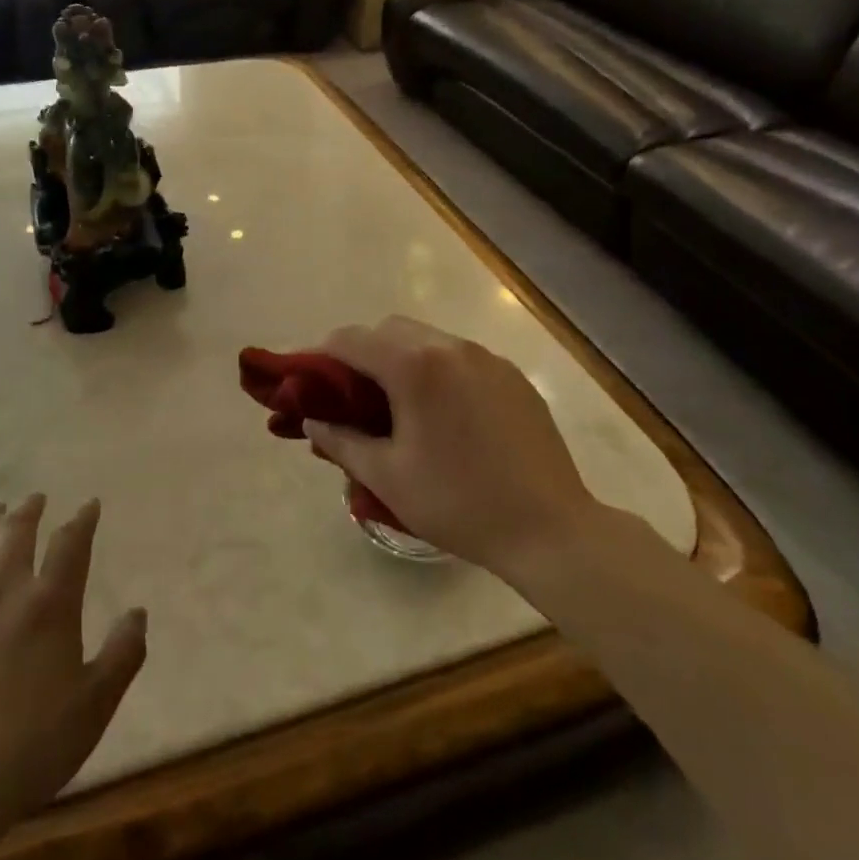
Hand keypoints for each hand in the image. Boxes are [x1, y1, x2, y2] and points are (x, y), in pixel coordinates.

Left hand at [0, 495, 146, 843]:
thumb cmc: (31, 747)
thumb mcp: (95, 705)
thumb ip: (123, 653)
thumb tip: (138, 612)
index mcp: (50, 604)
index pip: (71, 545)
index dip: (82, 520)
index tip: (89, 505)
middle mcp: (5, 591)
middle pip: (18, 533)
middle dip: (30, 510)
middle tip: (36, 497)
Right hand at [306, 316, 597, 578]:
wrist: (550, 529)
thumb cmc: (458, 503)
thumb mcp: (386, 476)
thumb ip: (340, 440)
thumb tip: (312, 420)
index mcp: (415, 366)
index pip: (351, 339)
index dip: (320, 356)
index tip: (308, 383)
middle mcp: (450, 346)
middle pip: (389, 329)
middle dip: (361, 352)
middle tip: (350, 396)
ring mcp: (486, 358)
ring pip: (427, 338)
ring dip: (400, 358)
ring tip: (396, 405)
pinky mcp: (511, 375)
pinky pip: (459, 357)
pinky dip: (436, 369)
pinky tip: (441, 413)